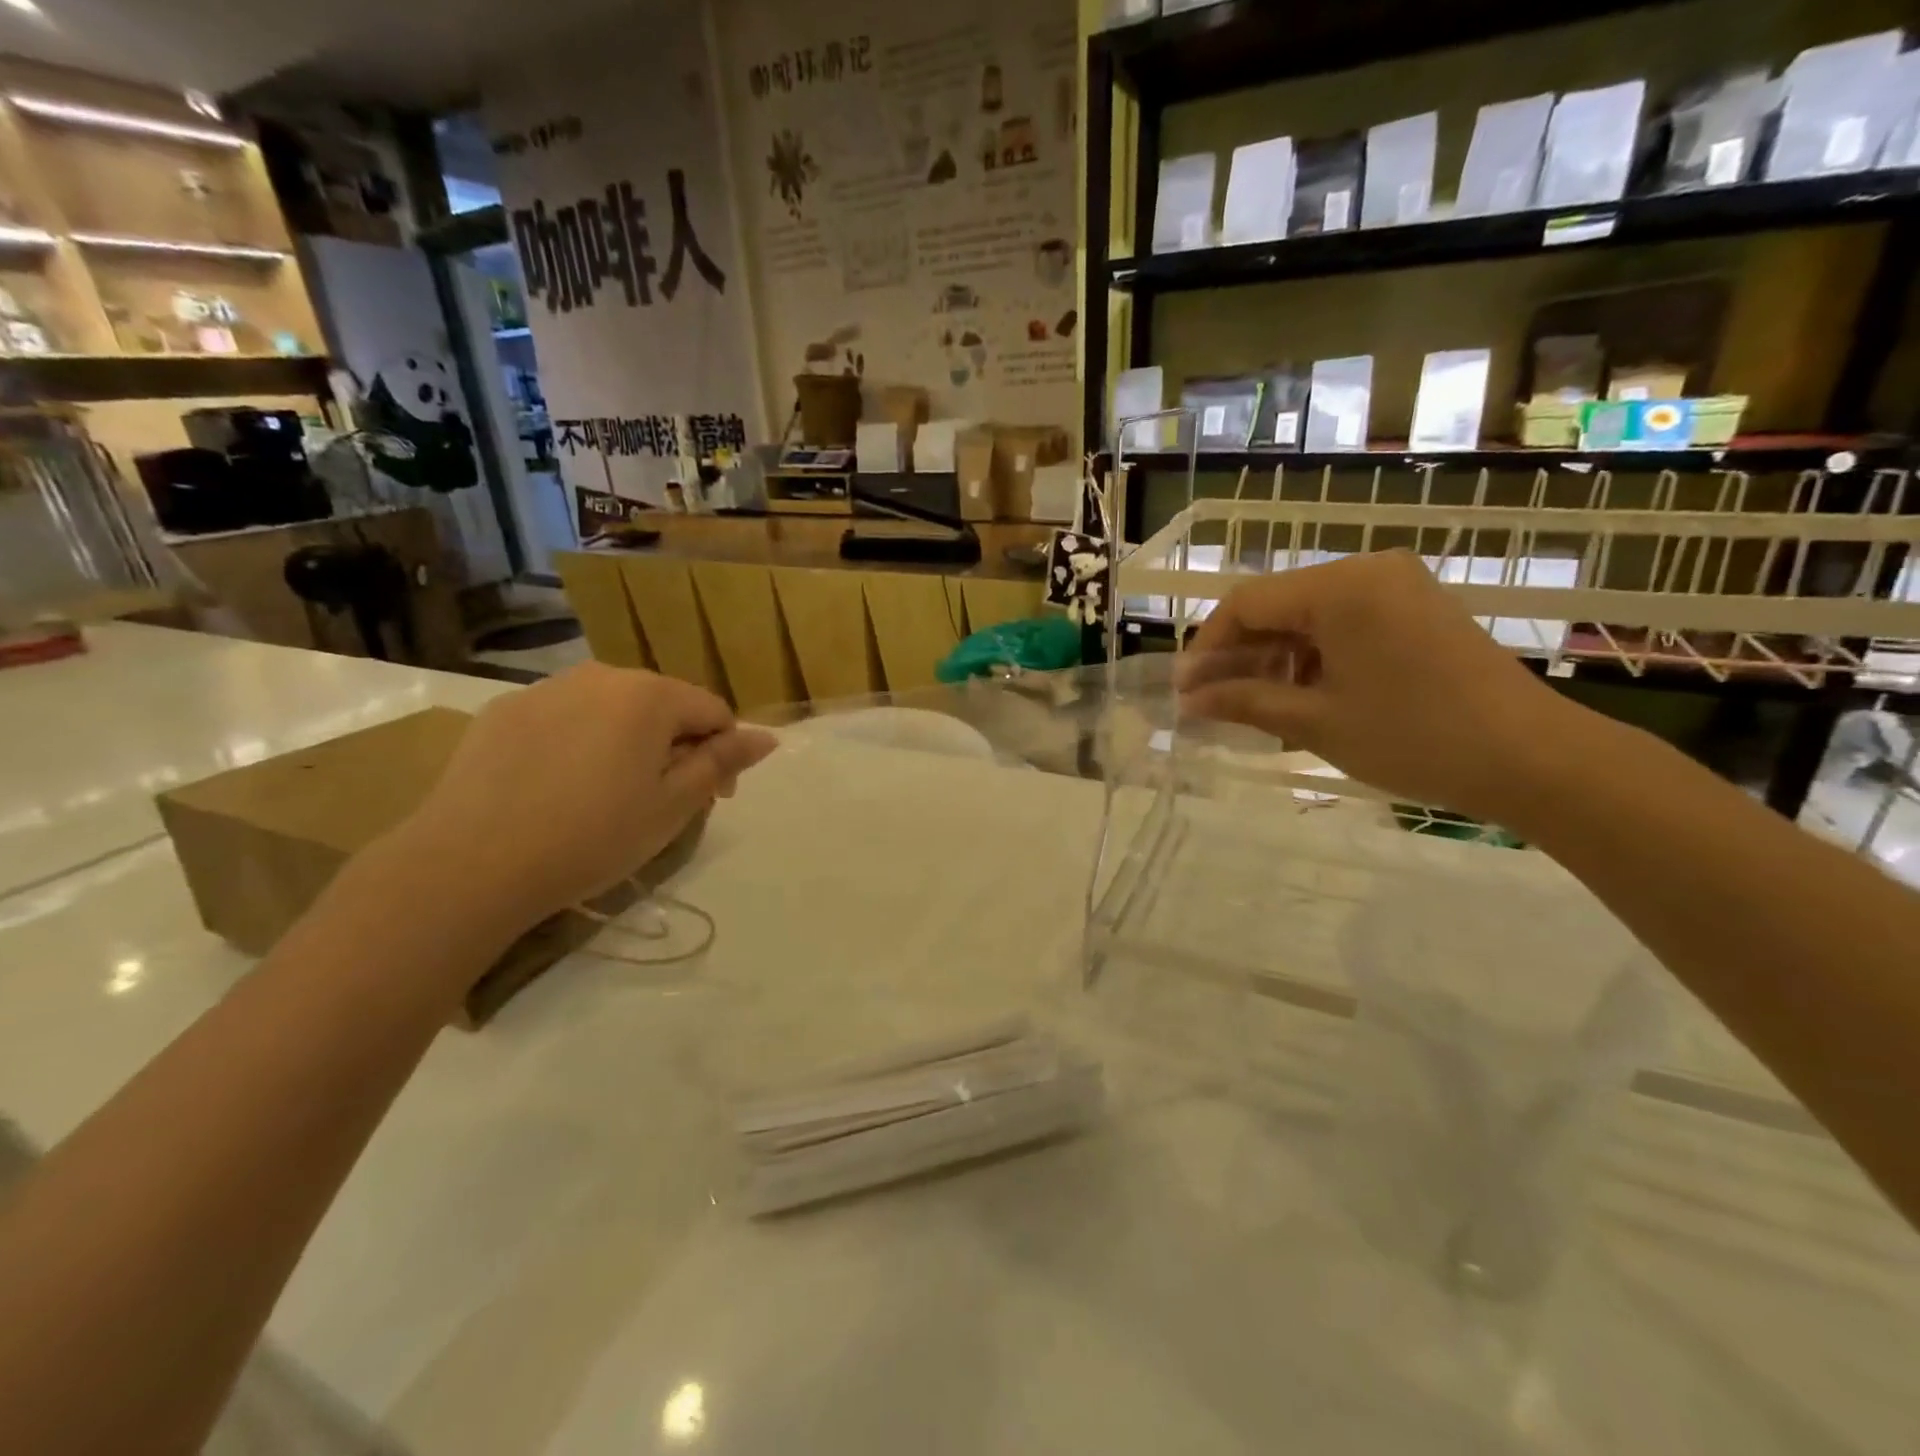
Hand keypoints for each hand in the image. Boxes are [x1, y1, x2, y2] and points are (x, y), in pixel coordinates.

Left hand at [390, 664, 776, 938]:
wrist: (470, 864)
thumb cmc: (592, 836)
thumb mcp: (673, 805)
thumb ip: (722, 762)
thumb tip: (768, 736)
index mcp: (649, 695)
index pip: (713, 711)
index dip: (724, 754)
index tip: (714, 799)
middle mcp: (600, 676)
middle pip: (662, 705)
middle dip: (676, 746)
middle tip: (663, 801)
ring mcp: (546, 689)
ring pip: (611, 710)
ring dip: (628, 743)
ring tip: (610, 796)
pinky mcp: (503, 711)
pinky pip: (564, 719)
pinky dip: (579, 744)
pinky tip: (559, 789)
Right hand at [1178, 550, 1573, 822]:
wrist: (1534, 758)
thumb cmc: (1413, 737)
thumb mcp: (1315, 722)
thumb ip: (1244, 701)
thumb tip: (1188, 701)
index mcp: (1340, 587)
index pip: (1246, 603)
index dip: (1207, 647)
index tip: (1185, 691)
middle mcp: (1367, 570)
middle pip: (1277, 605)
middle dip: (1240, 655)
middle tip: (1215, 704)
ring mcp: (1398, 586)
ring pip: (1309, 615)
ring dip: (1276, 658)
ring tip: (1259, 709)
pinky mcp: (1418, 607)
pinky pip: (1345, 622)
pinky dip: (1315, 656)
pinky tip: (1305, 696)